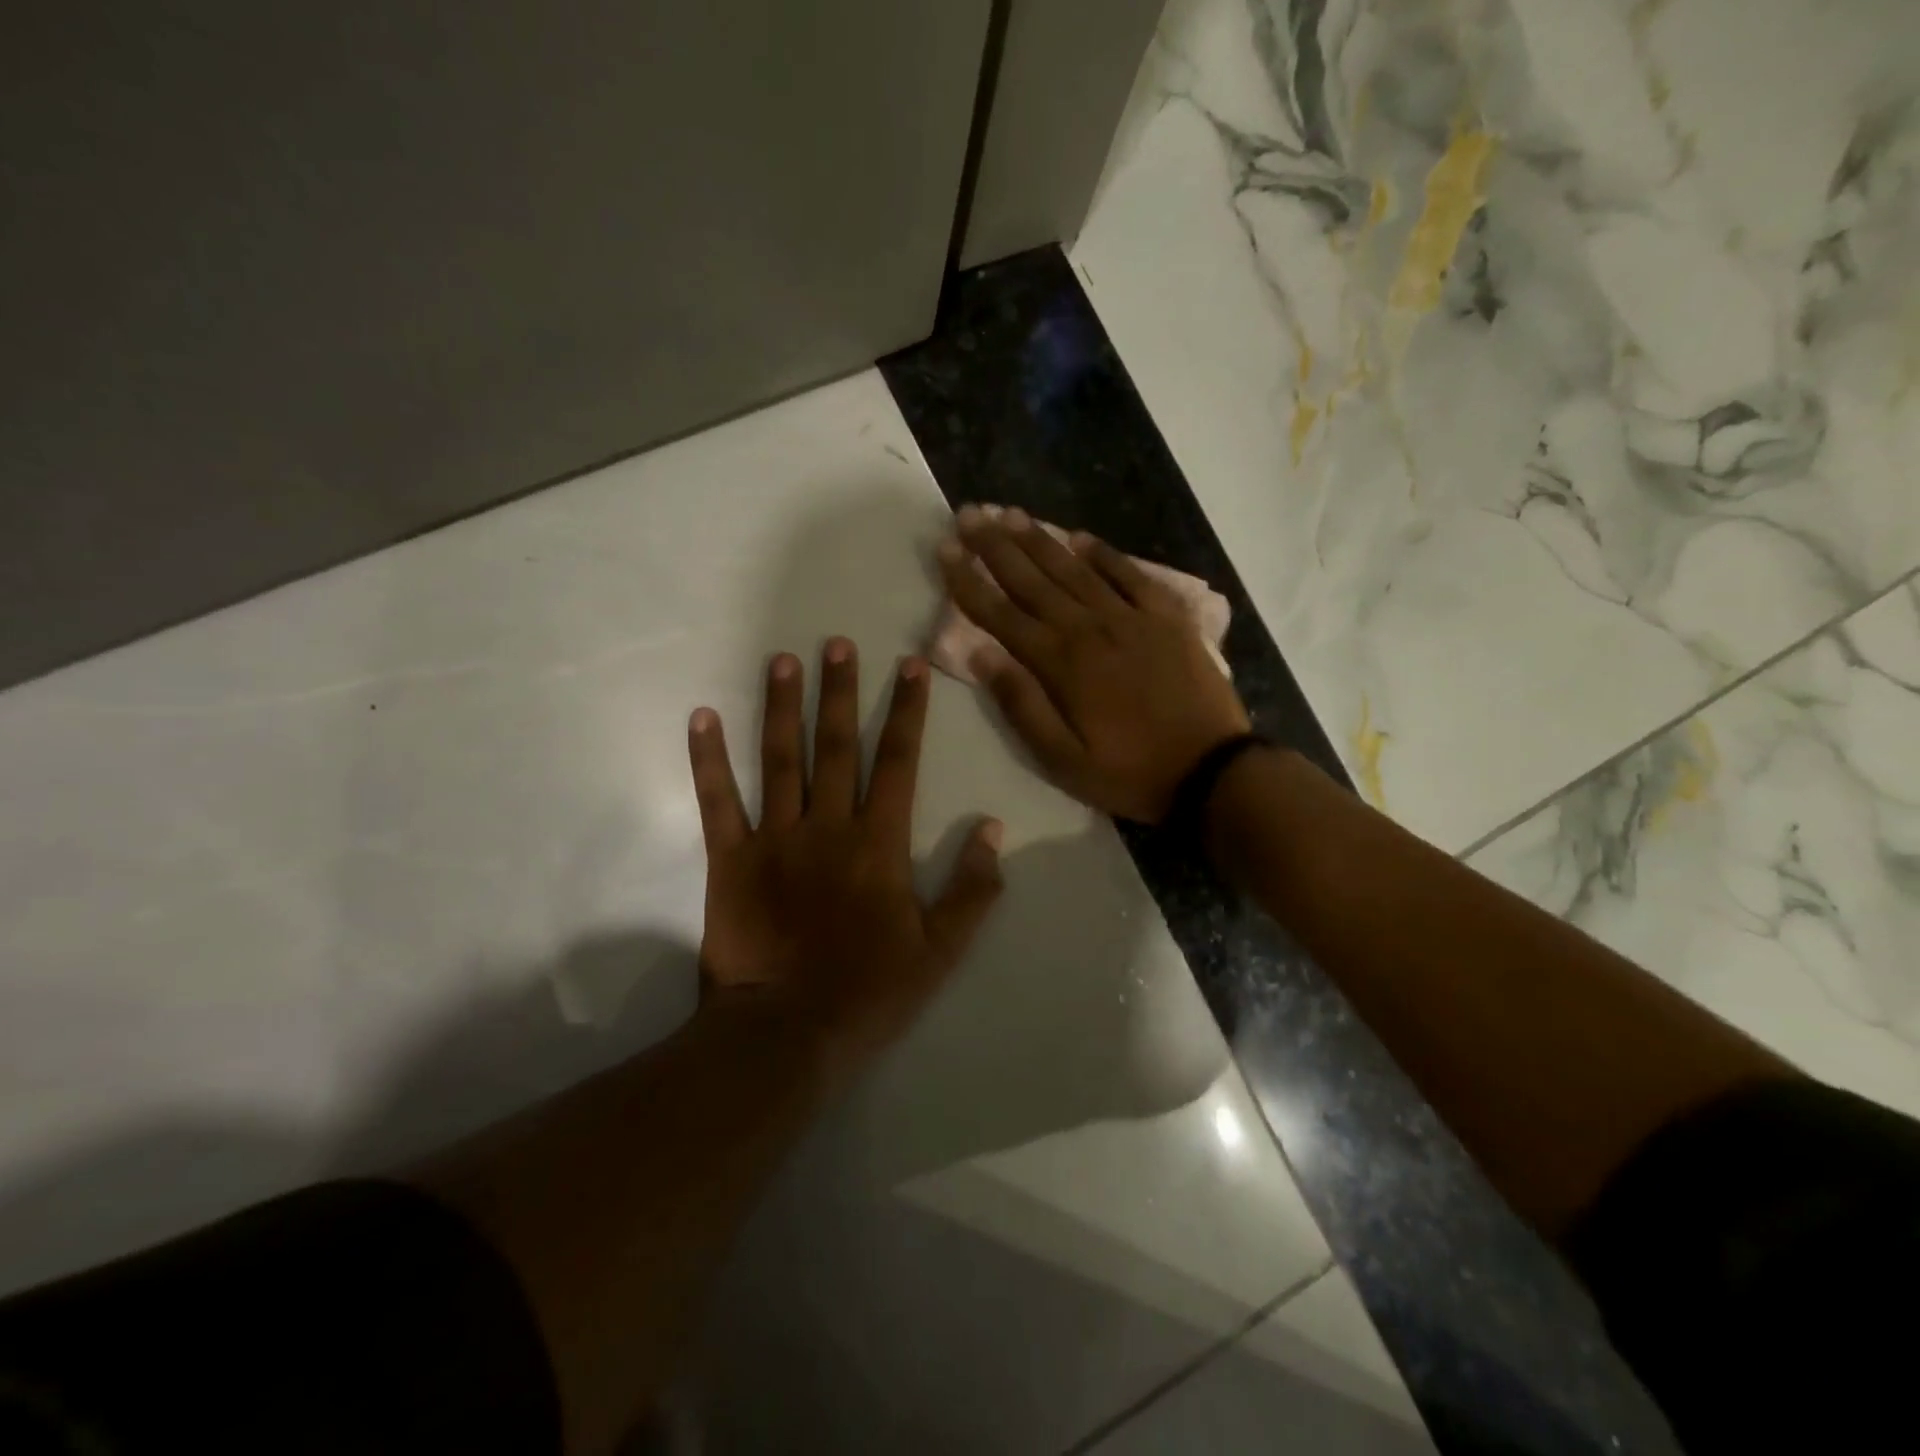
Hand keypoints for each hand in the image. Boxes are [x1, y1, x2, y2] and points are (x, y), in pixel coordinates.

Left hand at [686, 639, 1003, 1085]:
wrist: (786, 1033)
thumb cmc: (870, 992)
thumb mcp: (941, 950)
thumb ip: (971, 888)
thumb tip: (993, 829)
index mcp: (879, 844)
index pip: (899, 762)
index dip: (907, 712)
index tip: (909, 667)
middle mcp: (828, 826)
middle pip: (836, 746)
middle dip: (840, 691)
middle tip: (837, 642)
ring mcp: (775, 838)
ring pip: (780, 760)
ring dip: (782, 707)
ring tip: (783, 660)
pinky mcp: (730, 858)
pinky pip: (718, 801)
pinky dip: (708, 759)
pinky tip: (701, 718)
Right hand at [937, 507, 1250, 823]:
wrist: (1211, 770)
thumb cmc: (1130, 772)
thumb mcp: (1062, 760)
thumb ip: (1020, 705)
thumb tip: (980, 653)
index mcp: (1060, 663)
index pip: (1001, 613)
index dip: (968, 580)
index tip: (944, 549)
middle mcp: (1090, 628)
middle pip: (1033, 579)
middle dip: (995, 545)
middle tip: (968, 514)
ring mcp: (1132, 618)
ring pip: (1075, 569)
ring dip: (1040, 540)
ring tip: (1010, 513)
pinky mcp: (1168, 618)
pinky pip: (1131, 574)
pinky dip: (1105, 553)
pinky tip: (1082, 537)